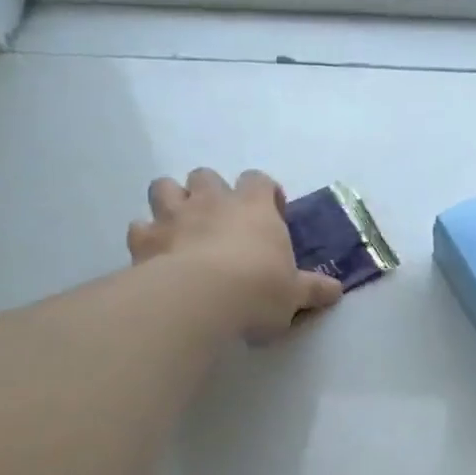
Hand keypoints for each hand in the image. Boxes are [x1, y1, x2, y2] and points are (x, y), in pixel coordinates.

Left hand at [128, 168, 341, 336]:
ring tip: (181, 227)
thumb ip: (313, 289)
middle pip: (206, 176)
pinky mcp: (144, 239)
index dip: (264, 193)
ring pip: (164, 187)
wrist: (201, 299)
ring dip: (172, 202)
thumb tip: (336, 290)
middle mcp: (212, 201)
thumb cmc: (258, 289)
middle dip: (210, 192)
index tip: (270, 213)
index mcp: (254, 207)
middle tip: (220, 221)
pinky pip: (139, 227)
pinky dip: (147, 237)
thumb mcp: (294, 294)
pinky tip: (155, 255)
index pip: (258, 181)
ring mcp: (173, 215)